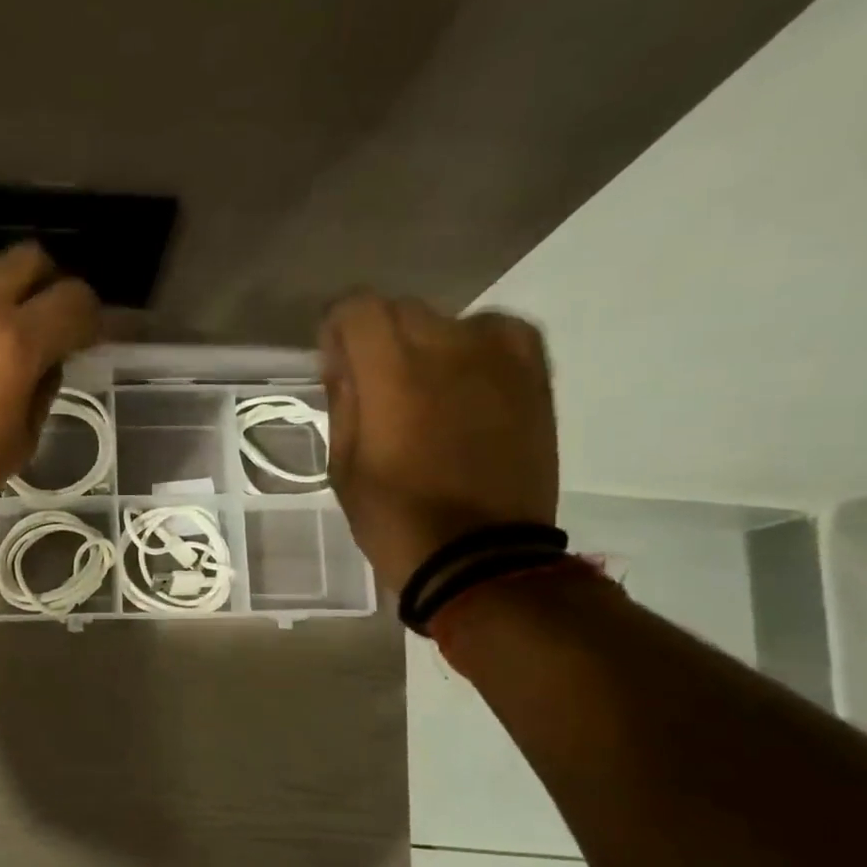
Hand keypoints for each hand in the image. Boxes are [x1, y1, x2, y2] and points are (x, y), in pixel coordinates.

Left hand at [0, 243, 100, 520]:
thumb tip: (47, 359)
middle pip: (32, 258)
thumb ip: (43, 388)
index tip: (86, 336)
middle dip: (48, 285)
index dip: (91, 317)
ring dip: (4, 286)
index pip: (75, 300)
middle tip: (44, 319)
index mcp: (15, 344)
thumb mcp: (19, 442)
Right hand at [319, 292, 557, 593]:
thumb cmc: (395, 517)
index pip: (358, 309)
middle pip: (401, 309)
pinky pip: (501, 333)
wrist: (480, 557)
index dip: (336, 327)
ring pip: (450, 320)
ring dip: (425, 343)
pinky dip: (476, 344)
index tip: (332, 359)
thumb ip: (344, 402)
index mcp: (393, 373)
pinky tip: (467, 377)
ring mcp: (499, 359)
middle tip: (372, 380)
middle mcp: (448, 348)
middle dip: (377, 336)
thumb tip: (345, 364)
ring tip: (423, 385)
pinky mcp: (534, 377)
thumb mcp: (344, 466)